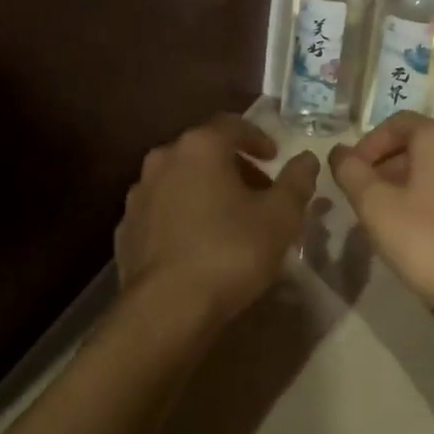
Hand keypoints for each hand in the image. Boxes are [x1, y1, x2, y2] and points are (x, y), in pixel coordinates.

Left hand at [116, 115, 319, 319]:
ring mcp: (139, 194)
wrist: (166, 308)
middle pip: (203, 151)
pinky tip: (197, 242)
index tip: (274, 157)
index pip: (232, 124)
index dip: (257, 137)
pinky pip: (162, 210)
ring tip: (229, 219)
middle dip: (233, 166)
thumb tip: (307, 159)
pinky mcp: (125, 228)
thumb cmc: (230, 252)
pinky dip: (182, 215)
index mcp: (200, 147)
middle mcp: (163, 160)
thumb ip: (296, 182)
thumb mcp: (280, 217)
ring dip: (205, 189)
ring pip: (179, 179)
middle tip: (258, 191)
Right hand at [328, 113, 433, 318]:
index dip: (368, 143)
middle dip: (385, 166)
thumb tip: (339, 153)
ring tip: (386, 217)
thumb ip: (351, 172)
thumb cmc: (426, 240)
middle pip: (419, 146)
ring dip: (407, 186)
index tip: (351, 172)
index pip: (398, 122)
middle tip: (363, 196)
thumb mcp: (374, 205)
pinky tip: (417, 234)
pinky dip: (431, 202)